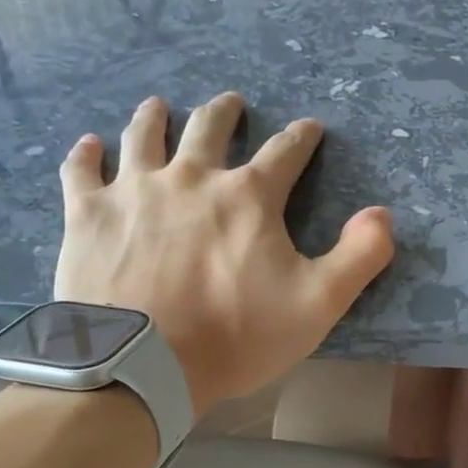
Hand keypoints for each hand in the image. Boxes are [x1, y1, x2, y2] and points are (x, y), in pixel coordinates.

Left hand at [54, 93, 393, 415]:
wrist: (144, 364)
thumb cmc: (237, 335)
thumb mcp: (319, 304)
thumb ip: (359, 256)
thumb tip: (383, 214)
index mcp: (249, 197)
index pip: (285, 153)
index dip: (302, 138)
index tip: (310, 129)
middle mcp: (192, 178)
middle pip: (210, 128)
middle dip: (226, 113)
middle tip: (232, 103)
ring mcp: (135, 191)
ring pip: (145, 136)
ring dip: (157, 117)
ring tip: (160, 106)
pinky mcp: (89, 214)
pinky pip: (84, 170)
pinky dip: (88, 154)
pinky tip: (90, 145)